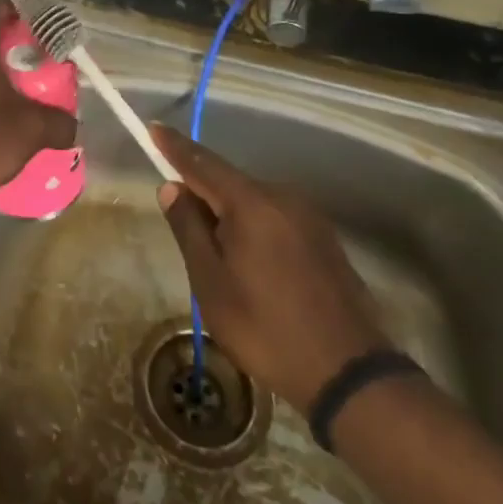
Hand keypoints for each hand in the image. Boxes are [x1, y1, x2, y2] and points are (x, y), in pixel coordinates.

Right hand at [151, 125, 386, 409]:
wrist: (350, 374)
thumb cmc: (266, 328)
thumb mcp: (211, 283)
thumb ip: (189, 228)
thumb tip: (173, 188)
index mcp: (252, 203)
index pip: (203, 163)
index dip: (174, 147)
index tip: (153, 129)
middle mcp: (283, 198)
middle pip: (229, 182)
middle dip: (202, 192)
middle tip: (181, 223)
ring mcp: (309, 217)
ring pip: (253, 202)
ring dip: (229, 215)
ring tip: (217, 257)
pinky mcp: (324, 239)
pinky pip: (275, 218)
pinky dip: (253, 227)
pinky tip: (251, 264)